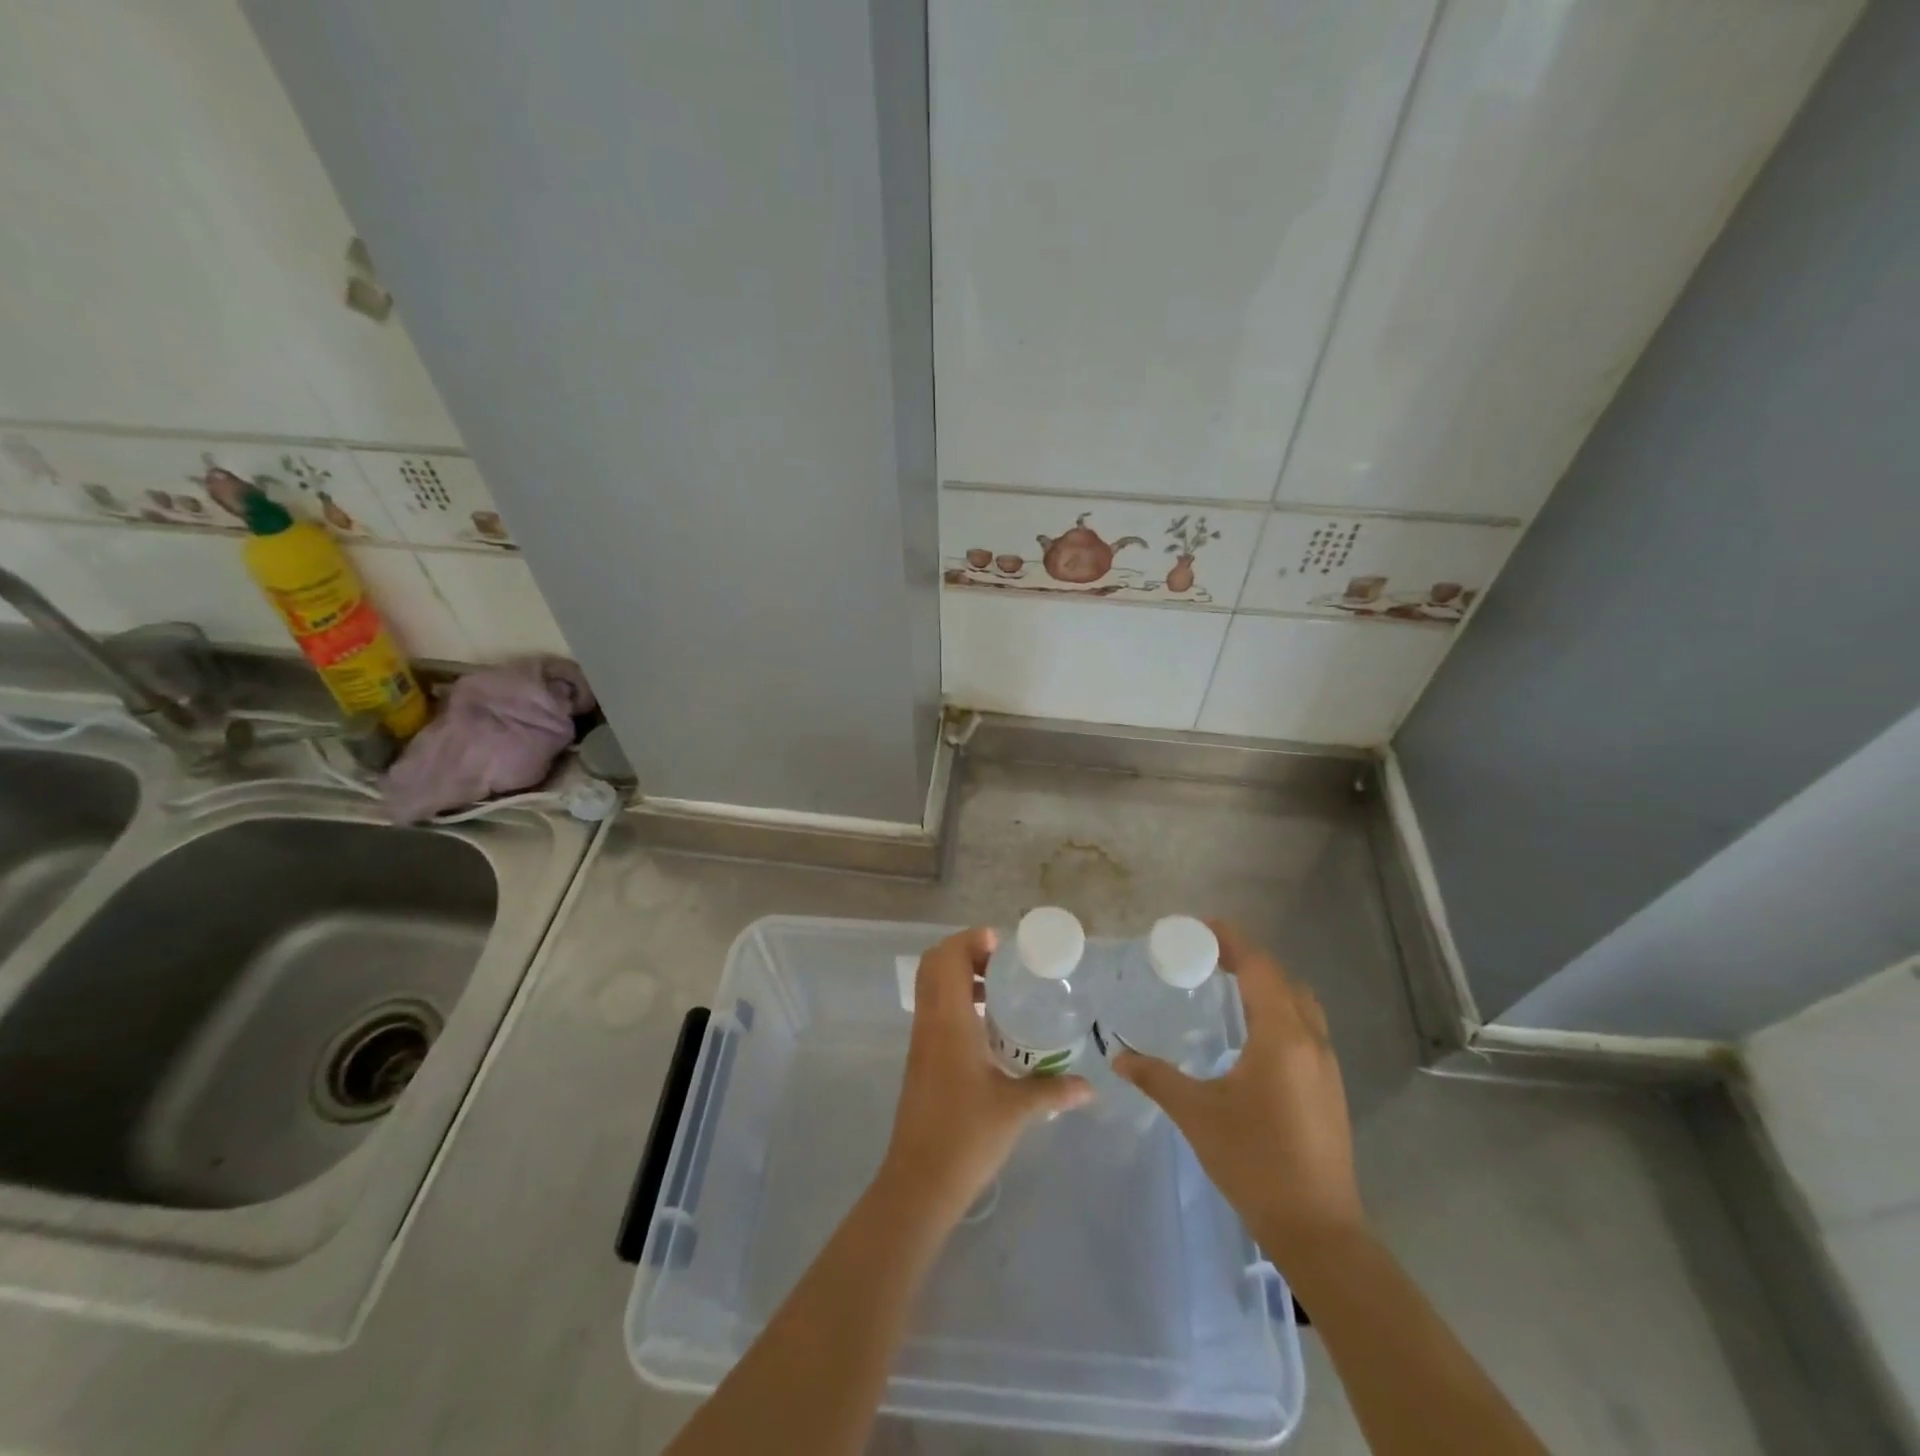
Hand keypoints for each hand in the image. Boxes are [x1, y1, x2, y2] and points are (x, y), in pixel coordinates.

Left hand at [880, 927, 1091, 1222]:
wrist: (920, 1181)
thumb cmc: (967, 1136)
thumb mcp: (1017, 1110)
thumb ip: (1053, 1090)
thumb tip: (1090, 1087)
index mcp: (949, 1021)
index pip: (947, 957)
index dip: (971, 940)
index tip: (1004, 947)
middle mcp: (930, 1021)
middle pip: (935, 964)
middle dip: (966, 952)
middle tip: (1004, 965)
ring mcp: (921, 1040)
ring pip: (932, 986)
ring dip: (960, 976)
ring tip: (1001, 991)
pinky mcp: (920, 1058)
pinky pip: (934, 1009)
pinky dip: (956, 1000)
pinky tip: (988, 1027)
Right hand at [1114, 921, 1363, 1264]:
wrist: (1319, 1230)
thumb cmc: (1255, 1162)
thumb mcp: (1197, 1114)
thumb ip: (1157, 1077)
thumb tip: (1119, 1056)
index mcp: (1281, 1037)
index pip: (1259, 968)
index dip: (1232, 941)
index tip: (1201, 927)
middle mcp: (1310, 1041)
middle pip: (1283, 979)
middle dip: (1248, 959)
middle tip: (1208, 956)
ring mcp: (1326, 1066)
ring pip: (1300, 1003)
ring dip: (1267, 985)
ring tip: (1227, 986)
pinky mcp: (1329, 1088)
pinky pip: (1305, 1028)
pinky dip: (1279, 1011)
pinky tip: (1251, 1034)